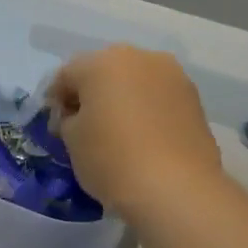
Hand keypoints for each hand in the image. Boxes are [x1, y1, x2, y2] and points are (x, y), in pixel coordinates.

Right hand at [47, 45, 227, 225]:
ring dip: (121, 100)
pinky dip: (145, 111)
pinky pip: (157, 98)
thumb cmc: (111, 159)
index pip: (66, 75)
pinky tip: (141, 139)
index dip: (54, 100)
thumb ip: (67, 119)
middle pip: (104, 72)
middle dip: (90, 95)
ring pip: (134, 82)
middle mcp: (140, 58)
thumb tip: (76, 116)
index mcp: (102, 62)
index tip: (54, 126)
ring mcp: (173, 76)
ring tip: (115, 134)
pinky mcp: (194, 99)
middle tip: (82, 127)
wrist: (176, 188)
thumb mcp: (71, 140)